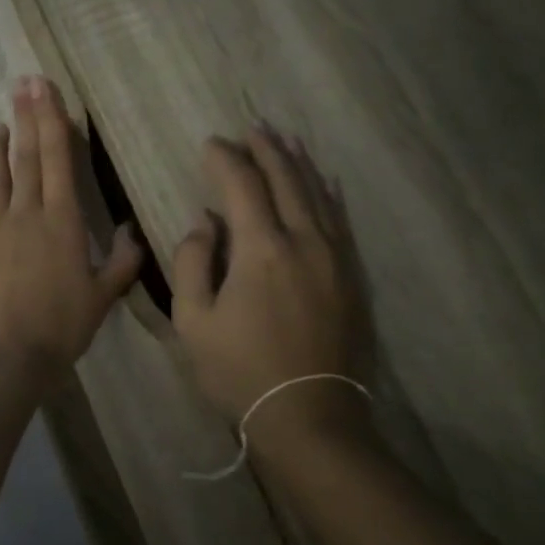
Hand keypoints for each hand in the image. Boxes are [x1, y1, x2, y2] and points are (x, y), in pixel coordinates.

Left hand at [0, 77, 142, 381]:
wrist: (7, 355)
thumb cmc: (62, 327)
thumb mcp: (103, 296)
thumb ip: (121, 262)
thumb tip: (132, 232)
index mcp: (62, 220)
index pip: (58, 158)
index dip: (52, 119)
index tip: (45, 88)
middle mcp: (26, 214)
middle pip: (27, 156)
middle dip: (26, 116)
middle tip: (22, 82)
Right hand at [171, 127, 375, 440]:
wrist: (309, 417)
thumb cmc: (239, 371)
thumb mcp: (193, 320)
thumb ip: (193, 261)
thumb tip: (205, 223)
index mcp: (261, 249)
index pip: (242, 186)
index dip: (224, 160)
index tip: (210, 144)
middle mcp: (304, 241)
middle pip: (286, 180)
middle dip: (266, 150)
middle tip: (251, 128)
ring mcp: (335, 258)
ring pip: (318, 195)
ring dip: (298, 165)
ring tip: (285, 141)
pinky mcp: (352, 278)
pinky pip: (340, 221)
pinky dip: (328, 195)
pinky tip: (324, 183)